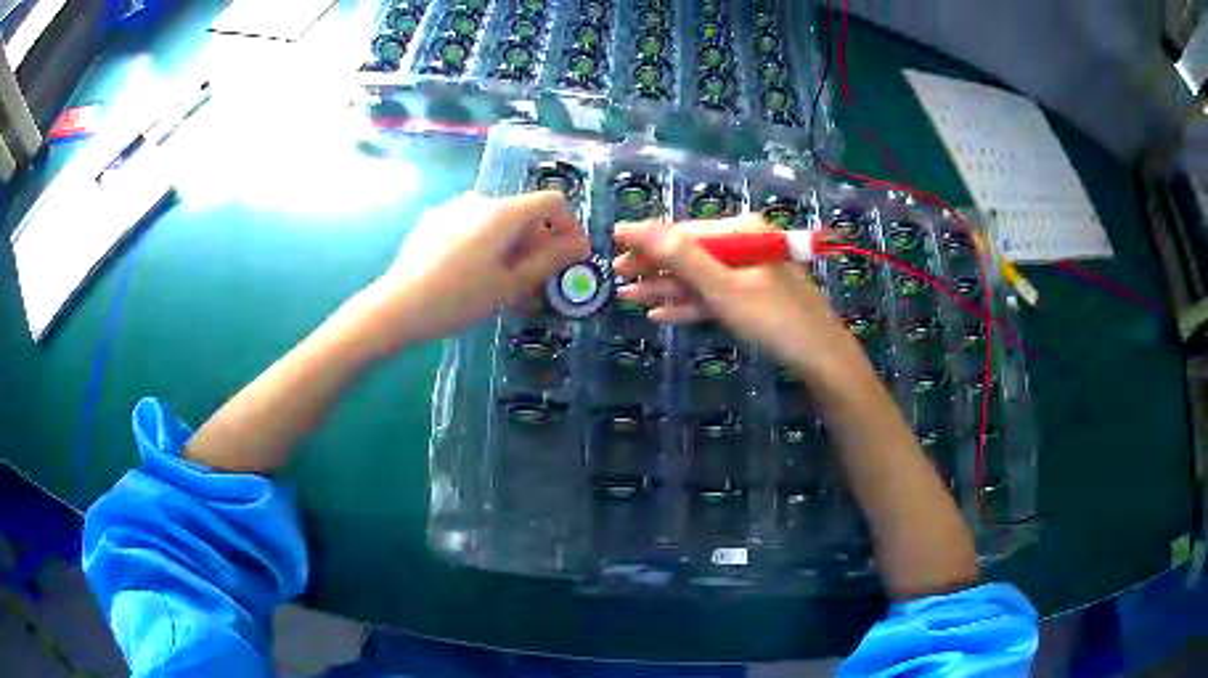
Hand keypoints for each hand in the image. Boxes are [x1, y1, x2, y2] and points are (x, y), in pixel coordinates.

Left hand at [361, 191, 589, 351]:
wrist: (398, 307)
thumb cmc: (459, 298)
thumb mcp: (510, 285)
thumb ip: (549, 261)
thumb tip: (580, 245)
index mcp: (503, 211)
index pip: (552, 201)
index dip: (569, 226)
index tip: (571, 256)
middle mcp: (479, 199)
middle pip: (523, 214)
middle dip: (538, 244)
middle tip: (537, 283)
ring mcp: (452, 208)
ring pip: (496, 223)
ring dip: (511, 248)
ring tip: (505, 285)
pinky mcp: (432, 221)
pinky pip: (471, 227)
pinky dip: (484, 245)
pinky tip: (472, 276)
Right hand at [613, 216, 861, 373]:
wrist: (819, 358)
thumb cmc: (773, 318)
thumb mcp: (722, 287)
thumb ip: (679, 256)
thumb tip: (634, 227)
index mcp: (742, 231)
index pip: (685, 231)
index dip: (648, 239)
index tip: (614, 244)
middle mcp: (745, 244)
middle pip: (691, 253)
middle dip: (654, 267)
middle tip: (617, 278)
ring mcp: (750, 272)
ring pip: (700, 277)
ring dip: (666, 289)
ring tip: (629, 298)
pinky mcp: (752, 297)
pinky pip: (714, 296)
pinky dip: (689, 304)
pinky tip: (661, 314)